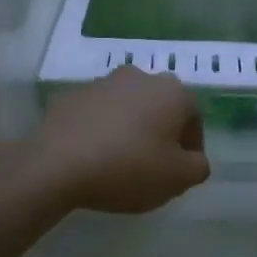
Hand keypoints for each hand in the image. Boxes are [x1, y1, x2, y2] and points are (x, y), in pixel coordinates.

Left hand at [30, 67, 209, 213]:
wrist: (58, 164)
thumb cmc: (128, 168)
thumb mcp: (177, 179)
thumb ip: (198, 167)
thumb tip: (194, 159)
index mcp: (172, 92)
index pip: (193, 117)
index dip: (191, 147)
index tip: (180, 172)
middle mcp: (140, 77)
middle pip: (160, 106)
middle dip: (161, 132)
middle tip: (153, 164)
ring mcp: (103, 82)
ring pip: (128, 106)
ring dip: (130, 127)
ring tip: (120, 160)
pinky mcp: (72, 95)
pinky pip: (97, 113)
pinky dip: (101, 128)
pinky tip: (93, 155)